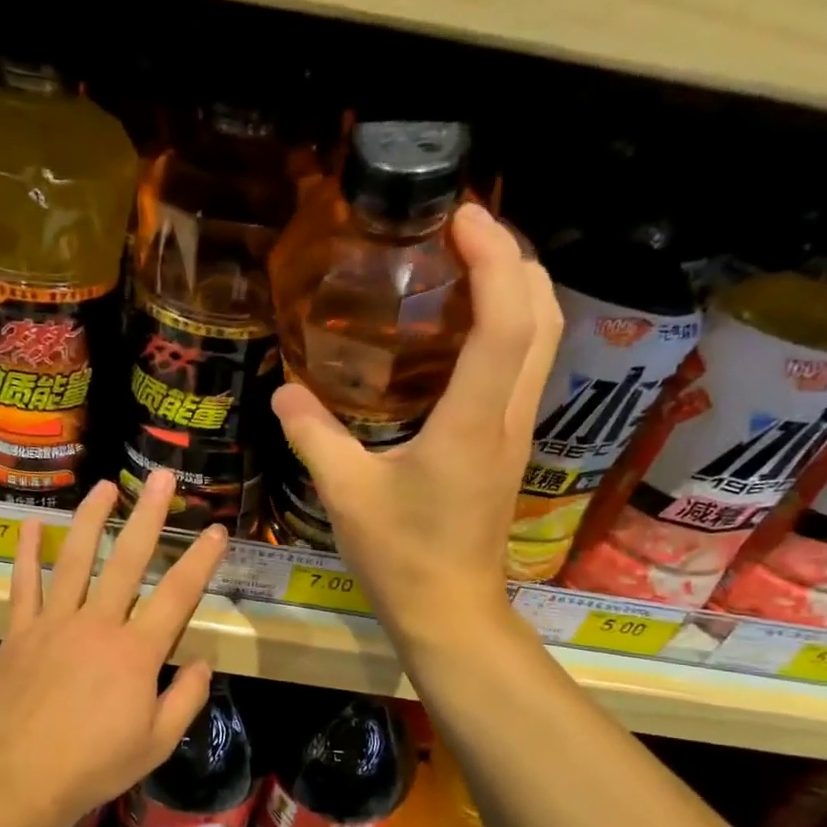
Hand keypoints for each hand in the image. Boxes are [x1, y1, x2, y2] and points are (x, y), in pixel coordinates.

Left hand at [0, 470, 229, 826]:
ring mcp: (54, 624)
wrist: (21, 779)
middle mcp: (99, 624)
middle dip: (147, 515)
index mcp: (137, 652)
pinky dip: (27, 553)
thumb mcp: (157, 743)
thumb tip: (203, 663)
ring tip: (104, 486)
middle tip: (159, 478)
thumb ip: (186, 699)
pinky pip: (24, 585)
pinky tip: (32, 524)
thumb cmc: (95, 765)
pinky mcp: (20, 633)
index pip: (178, 595)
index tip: (214, 529)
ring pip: (75, 559)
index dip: (200, 559)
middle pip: (127, 560)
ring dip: (90, 519)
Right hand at [271, 202, 561, 642]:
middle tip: (465, 229)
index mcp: (471, 422)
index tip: (462, 215)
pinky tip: (464, 331)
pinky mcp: (506, 447)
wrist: (450, 611)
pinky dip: (509, 328)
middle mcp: (506, 417)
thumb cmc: (402, 557)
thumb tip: (283, 393)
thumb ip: (313, 437)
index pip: (505, 320)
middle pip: (542, 316)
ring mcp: (514, 432)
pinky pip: (523, 368)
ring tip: (469, 264)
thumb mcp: (346, 495)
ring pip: (543, 341)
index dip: (493, 257)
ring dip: (518, 290)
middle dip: (515, 258)